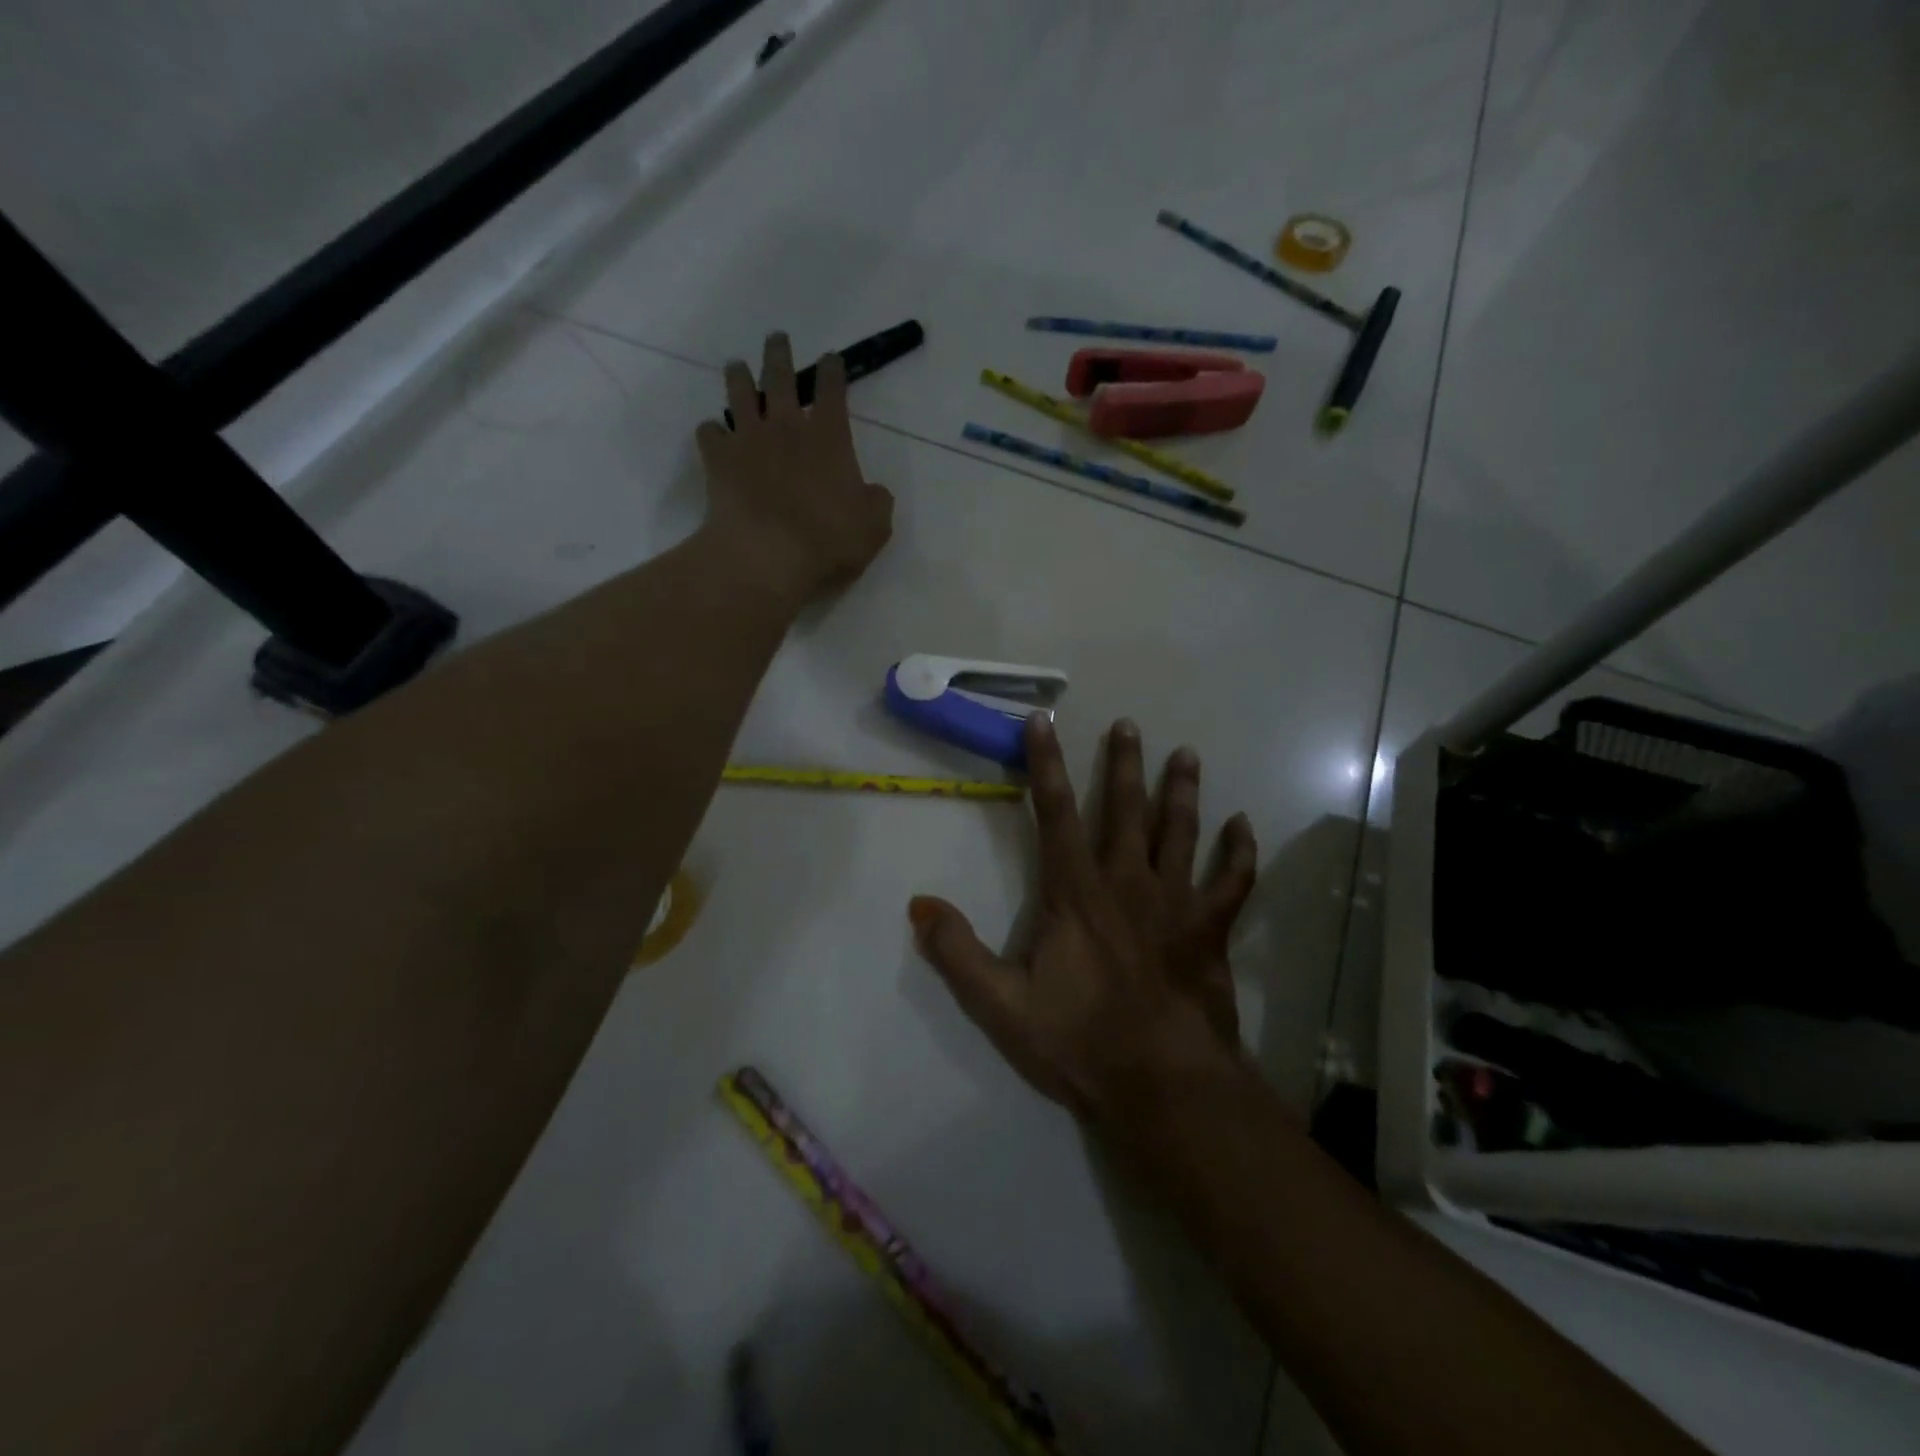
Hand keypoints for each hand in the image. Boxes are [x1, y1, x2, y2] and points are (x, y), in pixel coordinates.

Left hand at [695, 332, 894, 597]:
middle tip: (777, 339)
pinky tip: (714, 434)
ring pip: (739, 393)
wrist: (767, 554)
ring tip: (737, 367)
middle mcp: (786, 426)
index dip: (833, 370)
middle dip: (780, 354)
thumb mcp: (873, 527)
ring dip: (739, 376)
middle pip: (780, 376)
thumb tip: (873, 492)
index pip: (833, 390)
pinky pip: (709, 433)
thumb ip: (876, 502)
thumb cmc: (829, 540)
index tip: (831, 358)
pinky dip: (712, 431)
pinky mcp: (718, 460)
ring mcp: (748, 439)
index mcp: (829, 437)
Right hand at [909, 715, 1258, 1126]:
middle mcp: (1127, 882)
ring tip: (1187, 754)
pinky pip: (1231, 882)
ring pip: (1181, 832)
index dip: (1046, 764)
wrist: (1162, 1085)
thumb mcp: (1000, 1003)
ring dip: (1183, 791)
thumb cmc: (1079, 1041)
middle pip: (1127, 809)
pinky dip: (1239, 852)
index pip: (1055, 812)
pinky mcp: (1210, 930)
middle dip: (1125, 764)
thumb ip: (957, 952)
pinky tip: (1243, 825)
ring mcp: (1175, 903)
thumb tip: (918, 905)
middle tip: (1131, 724)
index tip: (1044, 721)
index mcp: (1076, 891)